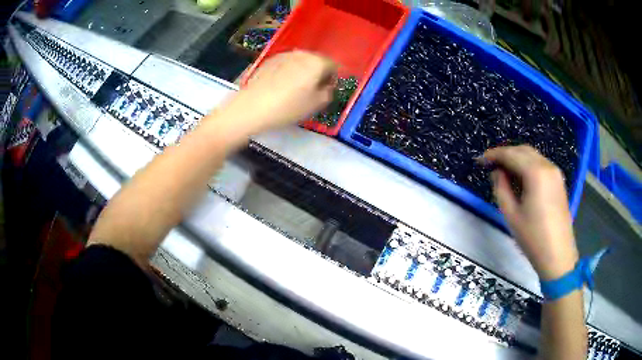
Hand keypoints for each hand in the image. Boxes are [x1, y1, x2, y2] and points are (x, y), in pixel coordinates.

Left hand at [224, 50, 337, 132]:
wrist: (252, 107)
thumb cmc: (288, 107)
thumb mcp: (317, 104)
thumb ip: (329, 92)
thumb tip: (327, 86)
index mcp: (317, 62)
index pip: (334, 66)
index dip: (332, 79)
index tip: (326, 91)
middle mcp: (302, 53)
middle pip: (316, 61)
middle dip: (317, 73)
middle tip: (312, 91)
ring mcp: (284, 55)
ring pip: (300, 62)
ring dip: (302, 72)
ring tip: (295, 89)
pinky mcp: (269, 60)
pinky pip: (286, 64)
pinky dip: (288, 72)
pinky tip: (280, 86)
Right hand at [482, 145, 578, 279]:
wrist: (558, 254)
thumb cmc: (533, 237)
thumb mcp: (511, 214)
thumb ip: (501, 188)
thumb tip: (497, 172)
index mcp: (536, 173)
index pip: (511, 154)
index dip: (494, 155)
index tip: (480, 160)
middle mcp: (547, 166)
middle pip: (523, 150)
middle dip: (506, 154)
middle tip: (491, 164)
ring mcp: (555, 173)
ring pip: (533, 155)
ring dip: (517, 158)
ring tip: (504, 171)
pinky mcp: (559, 181)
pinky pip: (540, 164)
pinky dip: (528, 165)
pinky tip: (521, 177)